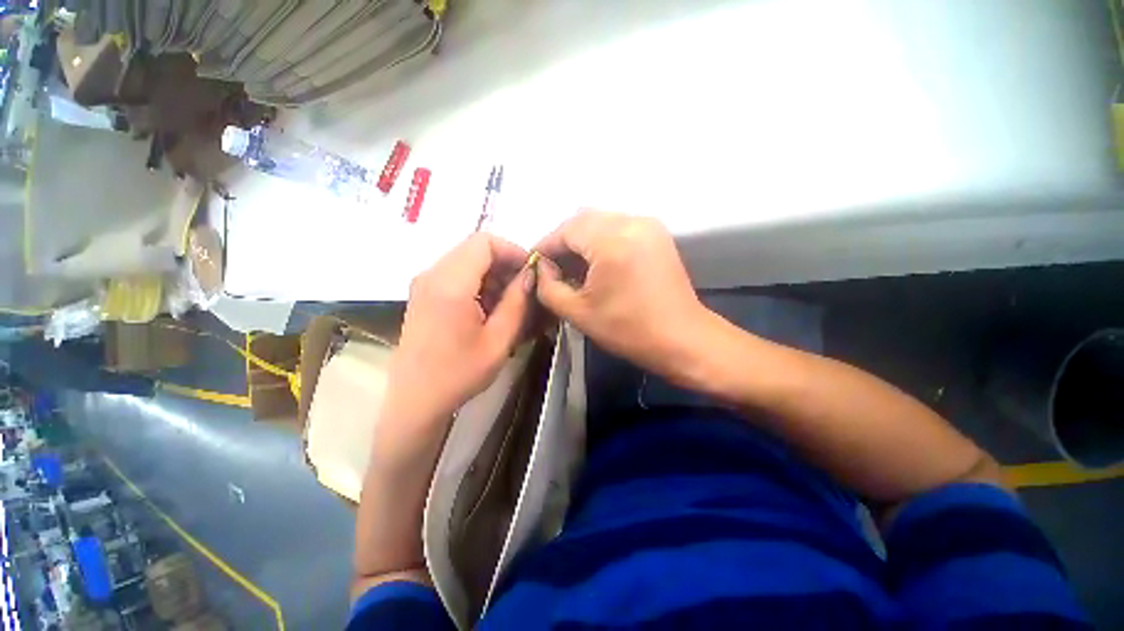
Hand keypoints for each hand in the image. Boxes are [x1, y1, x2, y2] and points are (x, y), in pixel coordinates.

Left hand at [382, 233, 533, 443]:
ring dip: (492, 274)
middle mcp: (432, 275)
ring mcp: (424, 283)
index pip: (484, 242)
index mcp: (450, 284)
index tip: (530, 271)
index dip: (512, 250)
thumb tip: (529, 274)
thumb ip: (517, 301)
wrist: (415, 400)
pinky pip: (456, 274)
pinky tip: (489, 308)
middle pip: (474, 248)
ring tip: (509, 302)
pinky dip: (478, 283)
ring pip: (466, 260)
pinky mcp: (423, 294)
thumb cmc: (459, 373)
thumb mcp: (498, 339)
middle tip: (523, 289)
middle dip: (504, 263)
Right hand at [534, 210, 705, 377]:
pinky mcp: (657, 234)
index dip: (545, 246)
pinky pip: (619, 227)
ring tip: (572, 267)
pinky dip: (601, 240)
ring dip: (582, 240)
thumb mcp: (578, 312)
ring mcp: (648, 225)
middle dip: (563, 242)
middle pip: (583, 220)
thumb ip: (549, 287)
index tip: (534, 265)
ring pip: (601, 222)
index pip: (566, 230)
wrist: (682, 339)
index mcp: (611, 240)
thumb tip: (542, 269)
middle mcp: (631, 222)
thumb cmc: (628, 330)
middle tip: (552, 267)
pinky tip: (596, 263)